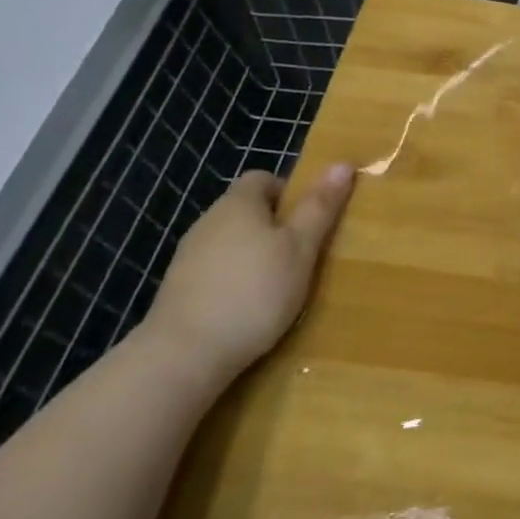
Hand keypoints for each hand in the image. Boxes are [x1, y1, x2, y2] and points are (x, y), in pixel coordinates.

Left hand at [142, 165, 353, 391]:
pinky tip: (247, 309)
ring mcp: (187, 257)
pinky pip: (214, 272)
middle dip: (274, 227)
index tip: (308, 221)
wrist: (183, 355)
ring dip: (253, 256)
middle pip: (246, 211)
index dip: (289, 193)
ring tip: (278, 286)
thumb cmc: (254, 291)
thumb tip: (343, 163)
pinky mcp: (177, 290)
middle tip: (302, 255)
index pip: (263, 178)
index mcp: (239, 203)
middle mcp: (208, 221)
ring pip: (230, 243)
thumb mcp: (301, 248)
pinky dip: (233, 282)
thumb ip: (320, 206)